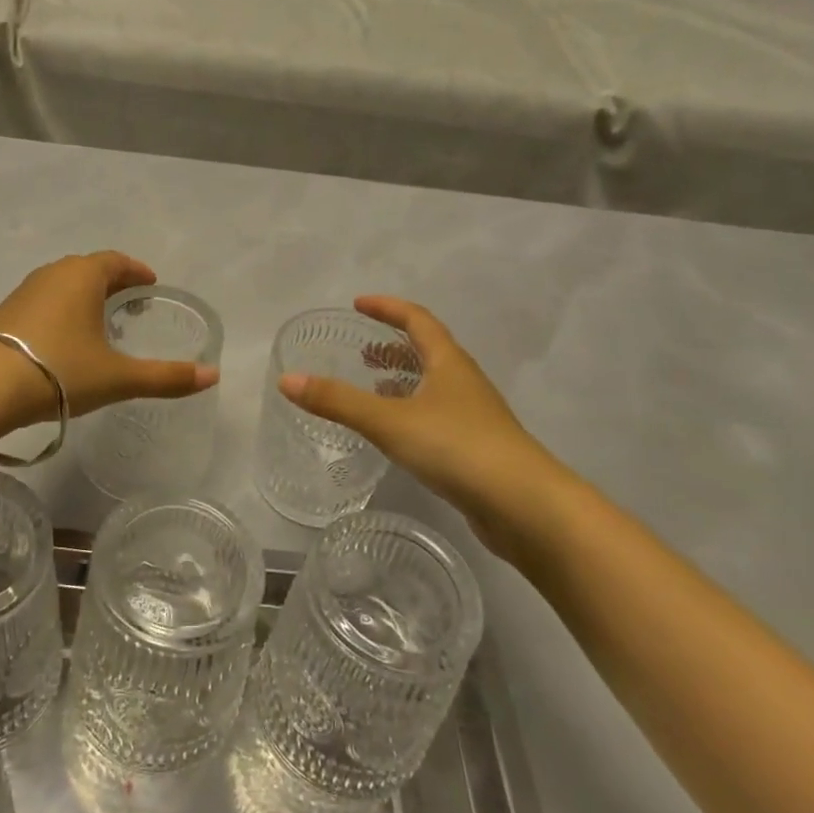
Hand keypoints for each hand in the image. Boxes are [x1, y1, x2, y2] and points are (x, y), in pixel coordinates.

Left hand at [0, 251, 218, 421]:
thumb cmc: (60, 371)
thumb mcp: (118, 377)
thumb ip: (166, 377)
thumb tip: (213, 376)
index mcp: (83, 275)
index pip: (116, 261)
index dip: (137, 271)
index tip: (150, 284)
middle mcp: (53, 273)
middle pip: (89, 269)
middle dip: (113, 282)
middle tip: (130, 303)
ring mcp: (24, 291)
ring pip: (63, 284)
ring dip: (85, 295)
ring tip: (99, 321)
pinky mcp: (4, 312)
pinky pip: (43, 300)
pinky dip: (61, 309)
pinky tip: (63, 338)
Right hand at [277, 296, 576, 562]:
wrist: (526, 508)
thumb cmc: (458, 448)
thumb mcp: (389, 421)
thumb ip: (337, 401)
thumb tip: (287, 380)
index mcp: (449, 362)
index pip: (417, 319)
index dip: (388, 308)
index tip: (358, 305)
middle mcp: (464, 382)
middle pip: (428, 350)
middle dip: (393, 346)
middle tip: (361, 352)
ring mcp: (474, 416)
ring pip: (434, 385)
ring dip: (403, 380)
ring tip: (372, 388)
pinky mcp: (477, 449)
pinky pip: (437, 415)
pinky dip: (412, 411)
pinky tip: (396, 434)